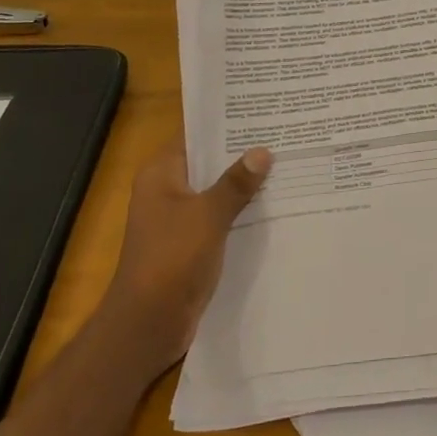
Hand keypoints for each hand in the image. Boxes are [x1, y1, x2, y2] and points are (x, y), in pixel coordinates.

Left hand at [104, 138, 271, 369]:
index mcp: (162, 173)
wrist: (148, 325)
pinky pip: (220, 217)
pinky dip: (242, 211)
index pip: (196, 135)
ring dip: (245, 184)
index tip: (262, 111)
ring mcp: (179, 218)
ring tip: (288, 163)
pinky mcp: (191, 243)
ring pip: (217, 191)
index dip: (226, 123)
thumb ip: (236, 182)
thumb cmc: (171, 258)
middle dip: (242, 153)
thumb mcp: (208, 214)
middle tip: (284, 134)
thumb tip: (263, 151)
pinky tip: (275, 204)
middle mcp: (167, 190)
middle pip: (209, 162)